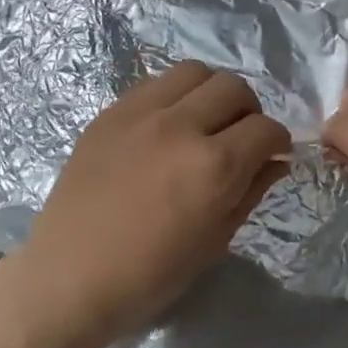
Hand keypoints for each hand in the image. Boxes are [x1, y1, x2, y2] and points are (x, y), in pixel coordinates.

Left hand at [23, 62, 290, 338]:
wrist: (70, 276)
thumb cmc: (149, 275)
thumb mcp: (214, 241)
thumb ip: (251, 191)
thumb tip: (276, 161)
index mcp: (213, 166)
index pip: (265, 128)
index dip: (277, 141)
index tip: (272, 154)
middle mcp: (180, 126)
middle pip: (233, 86)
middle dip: (249, 110)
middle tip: (240, 137)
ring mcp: (140, 113)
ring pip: (193, 71)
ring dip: (210, 92)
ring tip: (203, 121)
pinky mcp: (110, 112)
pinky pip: (153, 83)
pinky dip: (172, 96)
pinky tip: (166, 125)